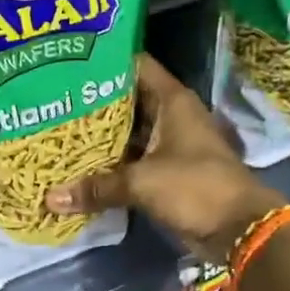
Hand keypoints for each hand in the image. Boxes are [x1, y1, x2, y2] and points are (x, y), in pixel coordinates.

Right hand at [46, 54, 282, 262]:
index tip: (69, 62)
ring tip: (58, 132)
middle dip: (93, 104)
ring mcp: (170, 145)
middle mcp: (171, 117)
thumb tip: (50, 198)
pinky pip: (133, 161)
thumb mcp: (142, 182)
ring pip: (129, 134)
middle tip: (52, 101)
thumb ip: (97, 187)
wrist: (239, 228)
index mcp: (172, 101)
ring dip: (101, 137)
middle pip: (127, 101)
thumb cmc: (195, 188)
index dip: (105, 62)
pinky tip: (80, 167)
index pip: (135, 66)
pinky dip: (111, 165)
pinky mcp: (167, 173)